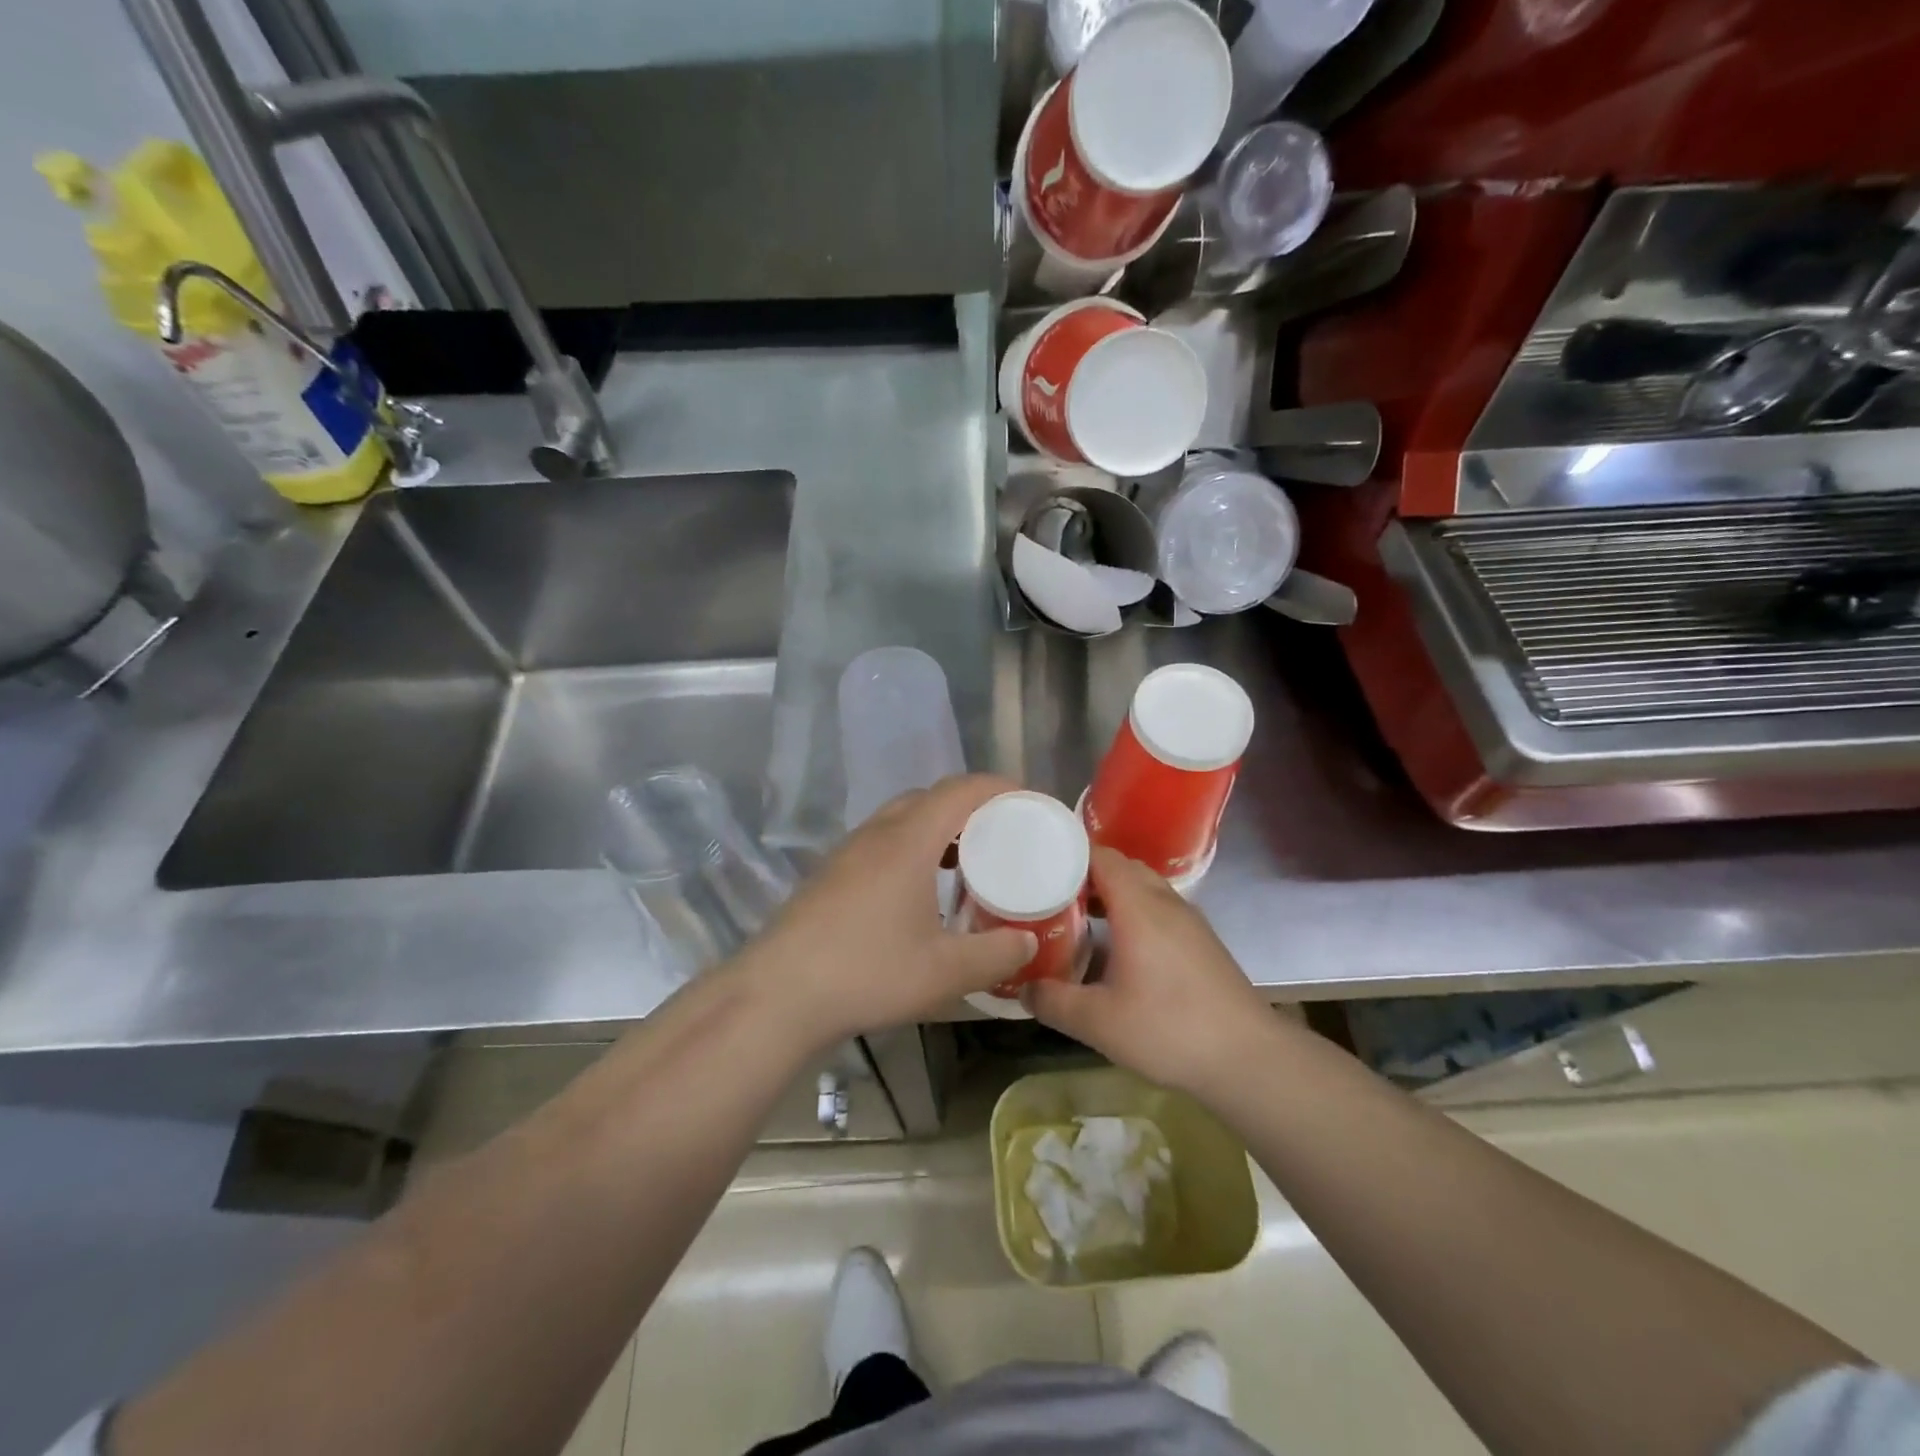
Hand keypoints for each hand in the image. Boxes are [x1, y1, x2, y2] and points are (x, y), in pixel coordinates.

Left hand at [737, 776, 1038, 1049]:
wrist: (779, 994)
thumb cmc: (868, 973)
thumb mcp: (945, 972)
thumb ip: (995, 955)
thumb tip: (1028, 942)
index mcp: (908, 841)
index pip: (960, 791)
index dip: (997, 787)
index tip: (1028, 800)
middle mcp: (878, 833)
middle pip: (930, 797)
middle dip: (969, 806)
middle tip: (1000, 833)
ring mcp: (848, 852)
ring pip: (902, 818)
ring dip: (937, 827)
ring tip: (965, 860)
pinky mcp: (831, 873)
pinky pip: (882, 840)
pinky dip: (911, 847)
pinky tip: (919, 890)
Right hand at [1025, 848, 1274, 1095]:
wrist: (1247, 1057)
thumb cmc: (1168, 1029)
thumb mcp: (1098, 1022)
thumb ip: (1053, 1001)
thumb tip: (1024, 989)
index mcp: (1138, 906)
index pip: (1101, 856)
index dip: (1068, 855)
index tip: (1038, 868)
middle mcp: (1165, 901)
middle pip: (1121, 867)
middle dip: (1086, 875)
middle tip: (1051, 895)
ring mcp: (1188, 920)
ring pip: (1143, 887)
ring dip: (1112, 894)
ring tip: (1079, 919)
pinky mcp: (1201, 940)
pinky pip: (1159, 908)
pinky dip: (1133, 912)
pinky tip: (1119, 948)